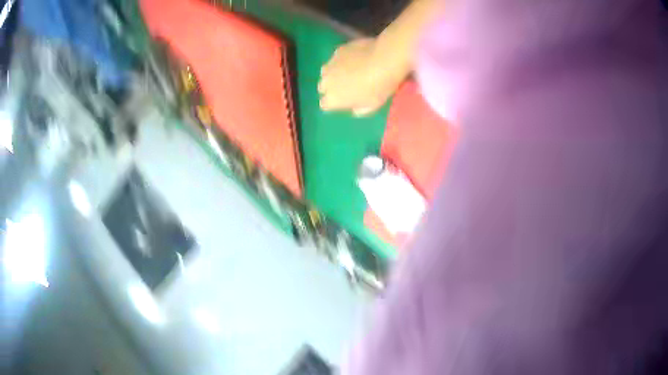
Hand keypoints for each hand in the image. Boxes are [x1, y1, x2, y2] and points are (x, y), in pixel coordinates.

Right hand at [318, 37, 409, 116]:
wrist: (384, 60)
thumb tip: (354, 108)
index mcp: (333, 98)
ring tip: (349, 71)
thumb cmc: (379, 88)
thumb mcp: (372, 107)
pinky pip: (336, 58)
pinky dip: (343, 60)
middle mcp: (326, 81)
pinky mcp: (338, 51)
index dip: (334, 103)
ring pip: (326, 71)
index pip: (324, 104)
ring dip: (334, 73)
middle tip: (347, 86)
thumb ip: (359, 110)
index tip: (345, 101)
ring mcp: (330, 64)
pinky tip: (356, 58)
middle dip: (331, 87)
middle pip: (323, 87)